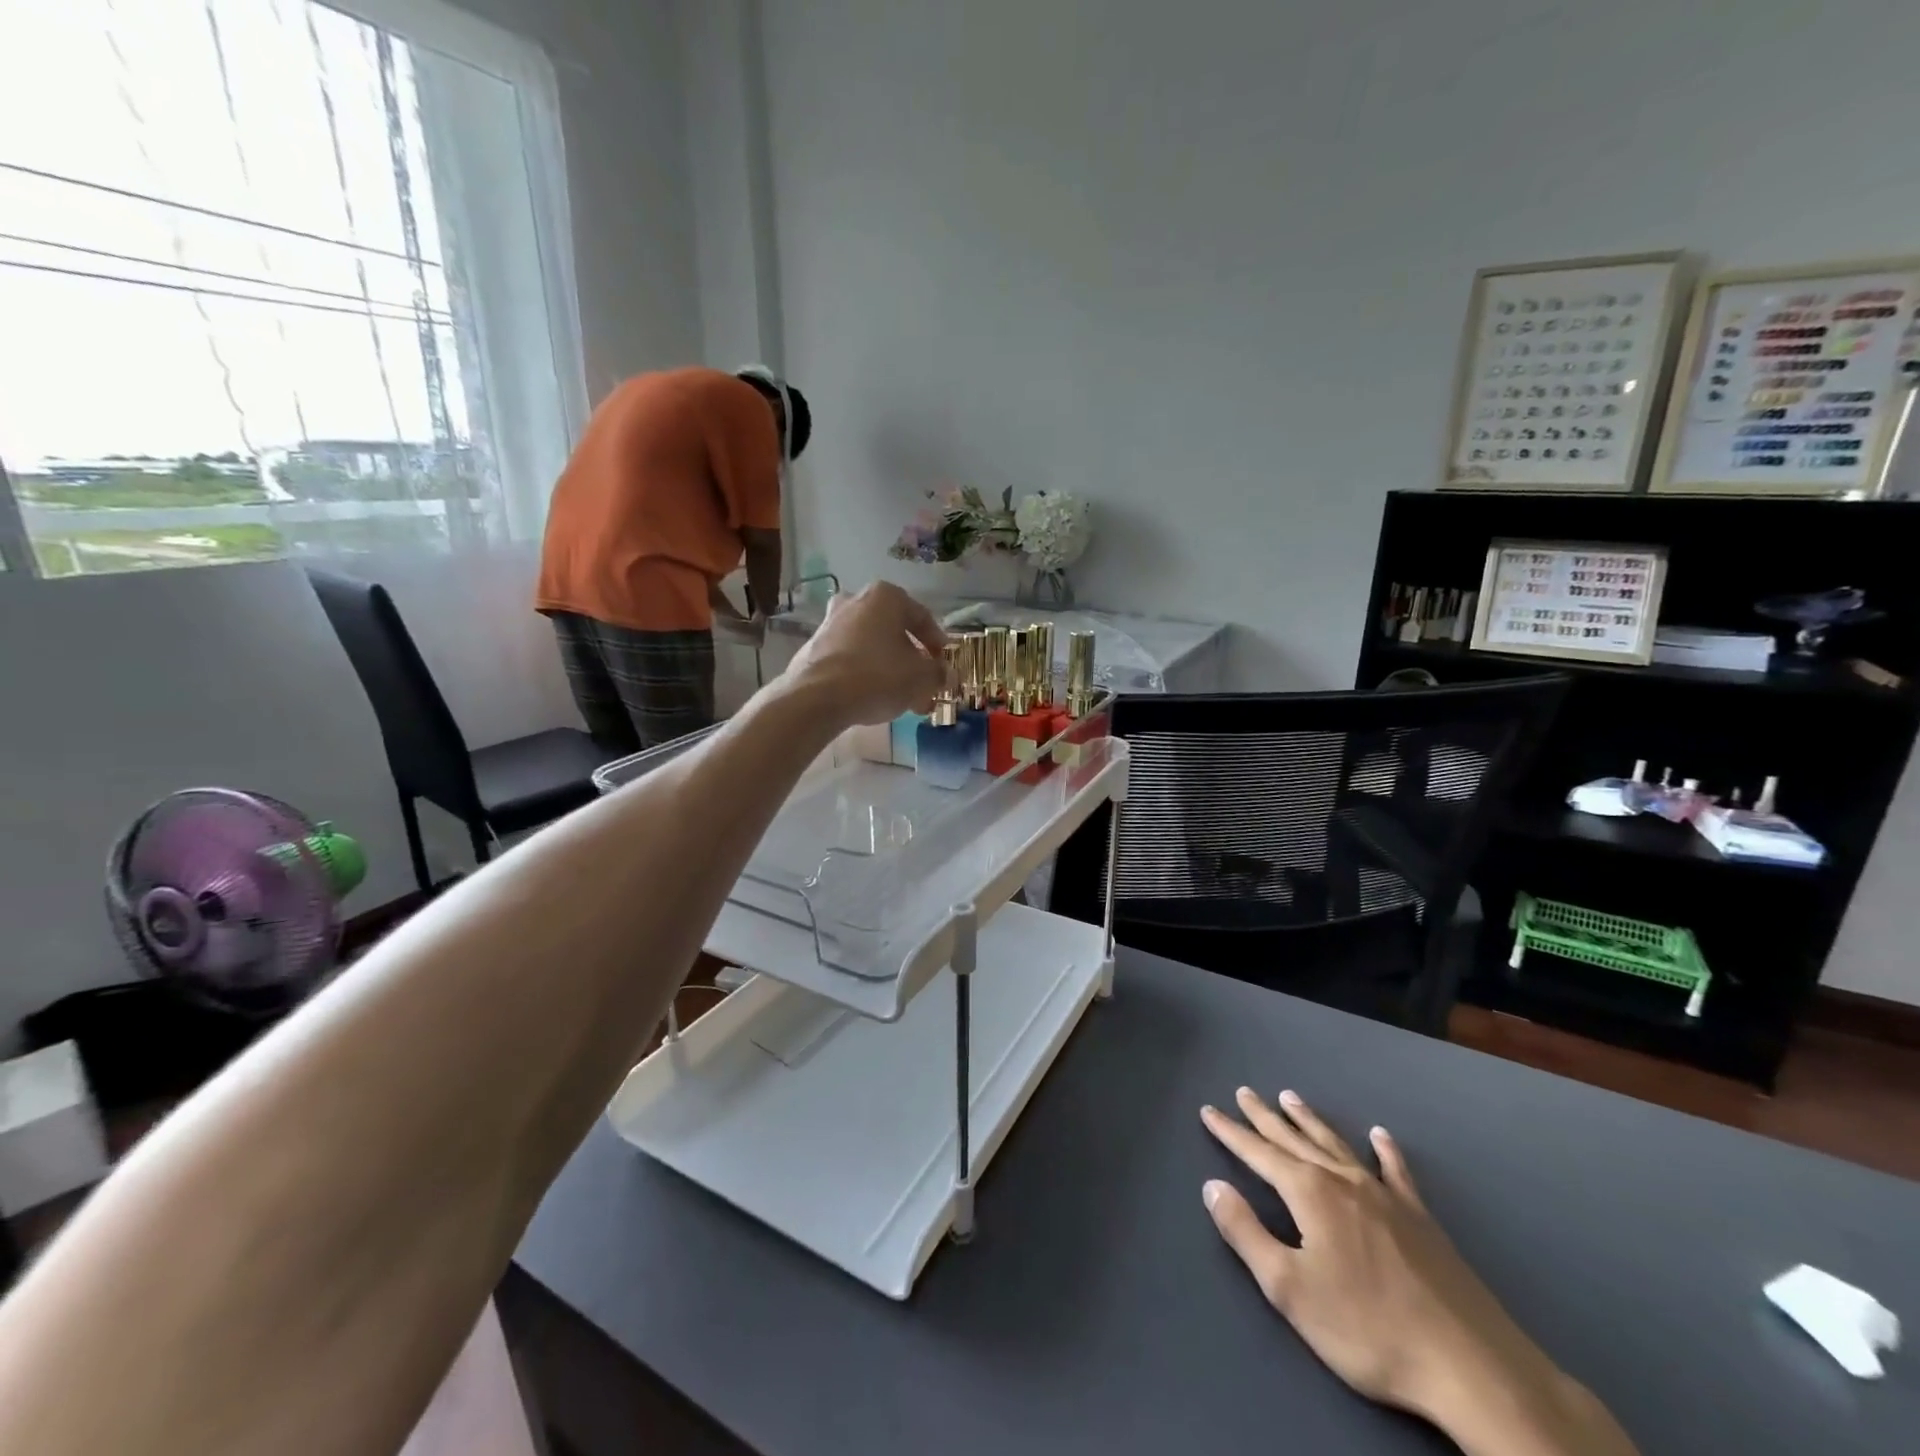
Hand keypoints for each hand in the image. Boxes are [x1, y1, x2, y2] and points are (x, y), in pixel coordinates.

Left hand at [779, 582, 946, 727]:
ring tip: (903, 698)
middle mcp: (857, 600)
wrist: (817, 697)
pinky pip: (851, 655)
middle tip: (924, 685)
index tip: (944, 665)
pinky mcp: (815, 645)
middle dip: (913, 660)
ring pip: (873, 644)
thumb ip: (939, 673)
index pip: (923, 617)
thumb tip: (947, 675)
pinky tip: (874, 696)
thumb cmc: (878, 676)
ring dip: (891, 668)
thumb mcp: (921, 678)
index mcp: (886, 596)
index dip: (939, 644)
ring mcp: (832, 621)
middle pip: (895, 631)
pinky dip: (866, 671)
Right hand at [1201, 1090, 1636, 1455]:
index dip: (1231, 1133)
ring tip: (1290, 1097)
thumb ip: (1246, 1233)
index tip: (1209, 1110)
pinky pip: (1396, 1172)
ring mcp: (1385, 1196)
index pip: (1259, 1154)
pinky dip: (1385, 1151)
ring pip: (1336, 1145)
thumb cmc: (1368, 1330)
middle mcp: (1343, 1181)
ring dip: (1310, 1121)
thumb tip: (1213, 1186)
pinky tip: (1380, 1136)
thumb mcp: (1290, 1289)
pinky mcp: (1421, 1219)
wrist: (1470, 1366)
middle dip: (1265, 1117)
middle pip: (1294, 1140)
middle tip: (1244, 1092)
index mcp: (1310, 1194)